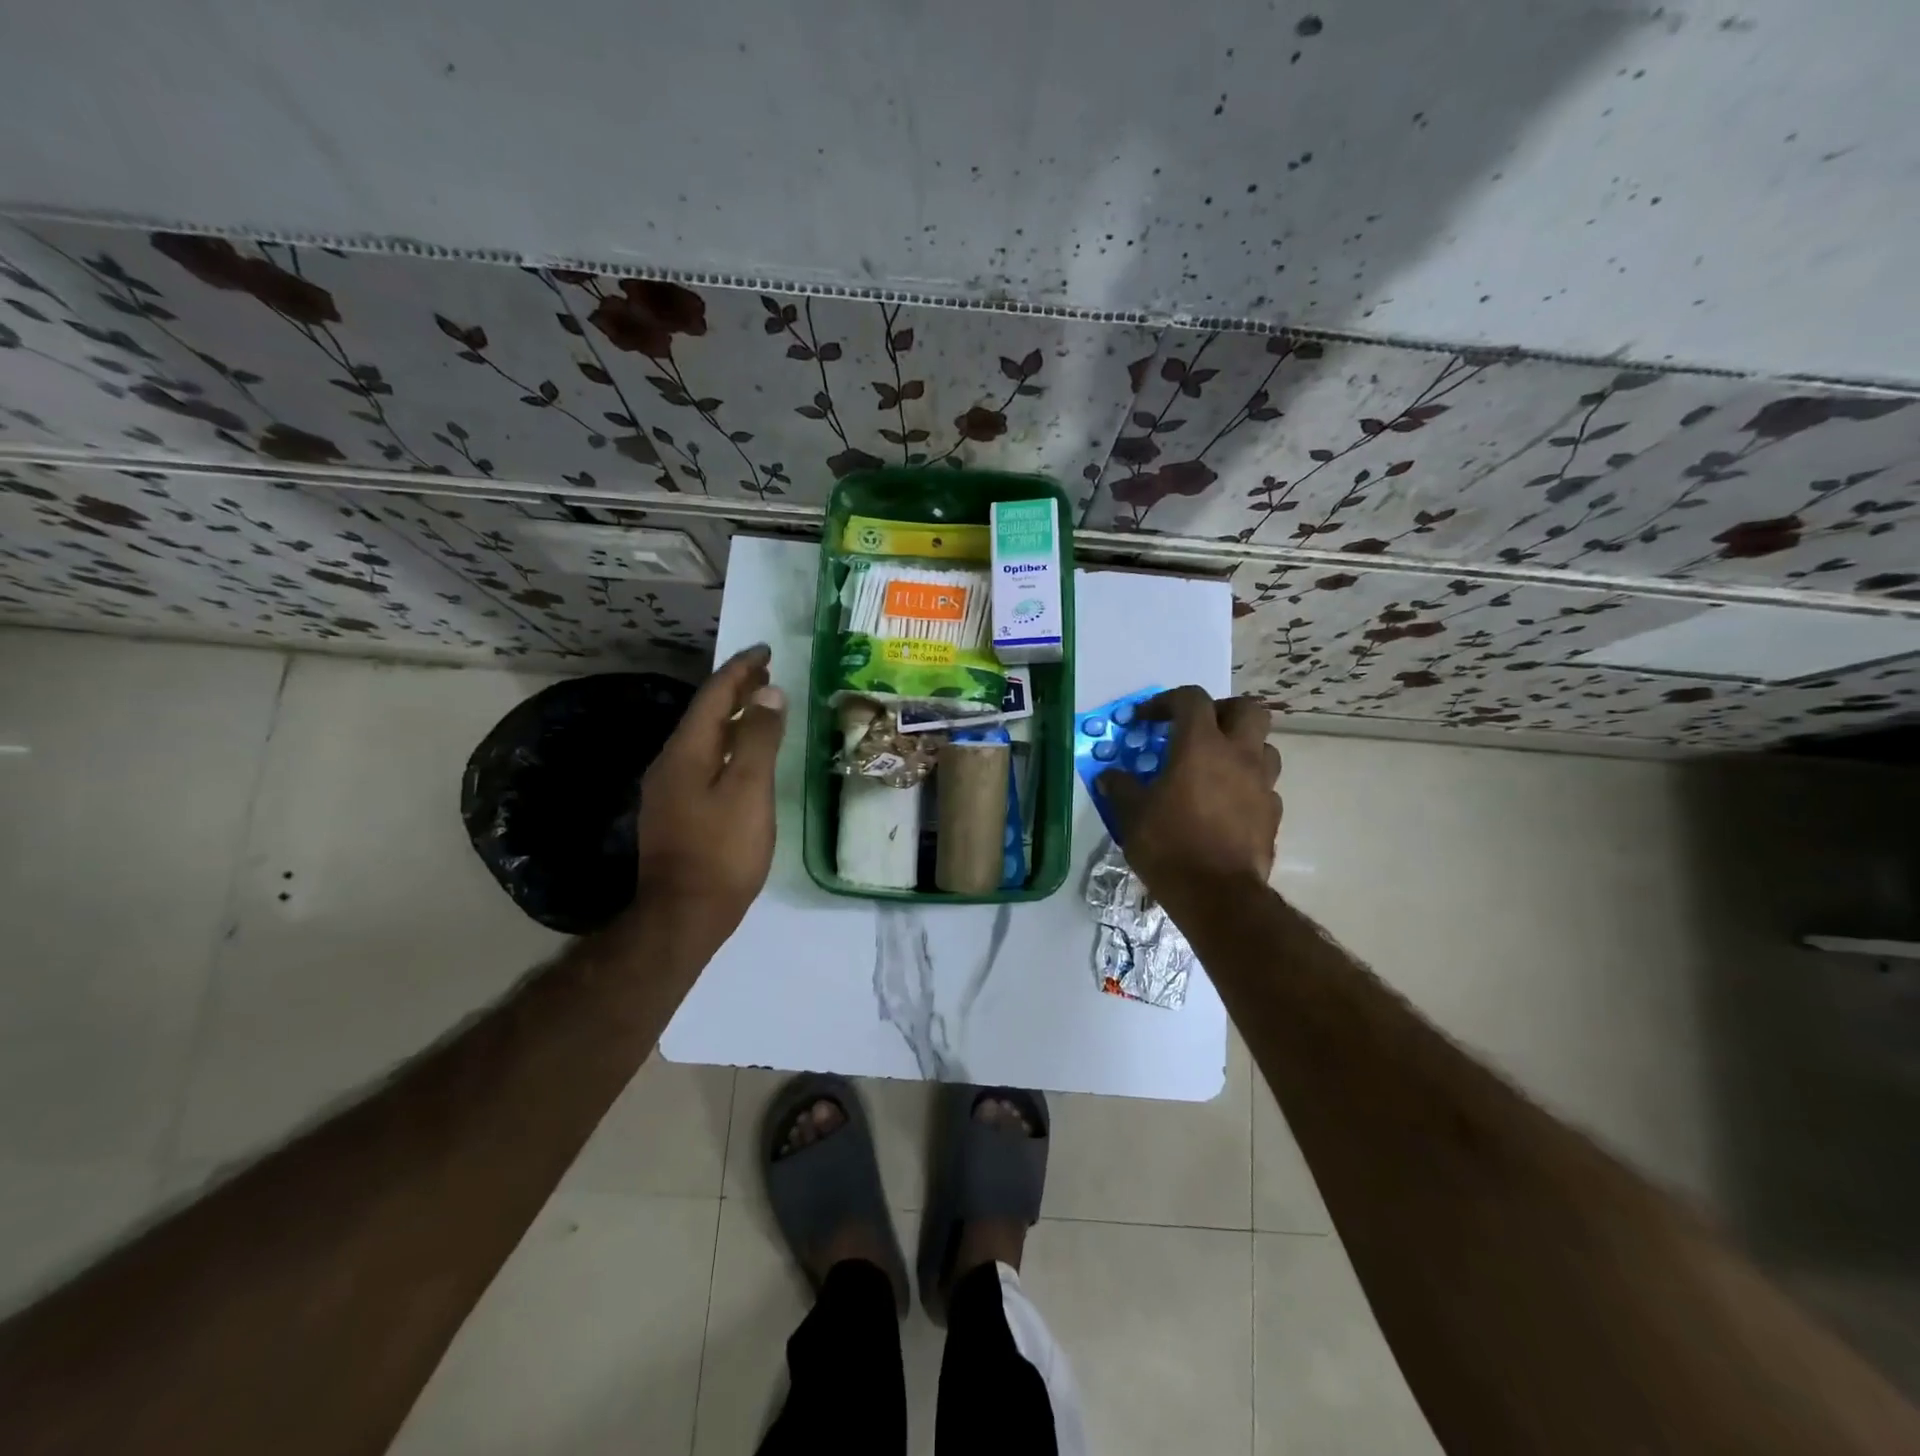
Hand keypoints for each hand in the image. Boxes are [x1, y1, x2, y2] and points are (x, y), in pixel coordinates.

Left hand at [630, 644, 786, 939]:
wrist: (683, 915)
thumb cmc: (723, 851)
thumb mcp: (749, 791)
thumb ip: (759, 739)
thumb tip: (768, 693)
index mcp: (686, 752)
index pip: (714, 696)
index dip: (740, 670)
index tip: (765, 650)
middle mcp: (670, 763)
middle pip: (704, 713)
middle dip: (735, 689)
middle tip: (765, 672)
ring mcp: (669, 789)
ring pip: (703, 738)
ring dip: (731, 717)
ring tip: (760, 706)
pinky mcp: (675, 811)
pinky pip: (702, 760)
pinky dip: (726, 744)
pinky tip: (741, 755)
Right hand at [1095, 688, 1281, 898]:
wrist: (1217, 895)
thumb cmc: (1169, 845)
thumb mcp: (1131, 815)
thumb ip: (1120, 788)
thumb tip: (1109, 776)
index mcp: (1201, 745)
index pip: (1191, 699)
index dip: (1167, 701)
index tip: (1147, 720)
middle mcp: (1238, 755)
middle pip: (1247, 709)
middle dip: (1222, 711)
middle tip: (1198, 730)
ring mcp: (1262, 785)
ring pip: (1264, 747)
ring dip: (1242, 747)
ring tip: (1216, 766)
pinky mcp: (1272, 814)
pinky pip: (1264, 786)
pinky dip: (1247, 786)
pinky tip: (1227, 804)